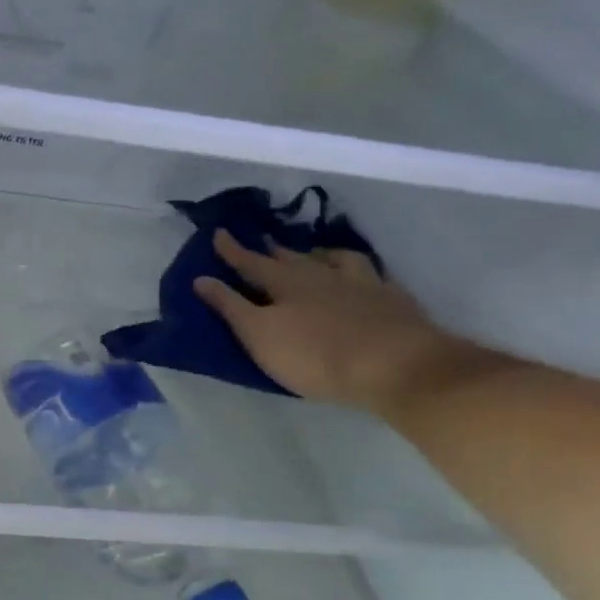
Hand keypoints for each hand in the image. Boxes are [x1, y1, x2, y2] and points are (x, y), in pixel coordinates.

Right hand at [195, 230, 472, 414]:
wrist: (398, 366)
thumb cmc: (316, 355)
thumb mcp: (259, 335)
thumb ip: (230, 307)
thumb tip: (201, 279)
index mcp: (286, 283)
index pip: (251, 262)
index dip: (233, 250)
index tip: (218, 232)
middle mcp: (322, 275)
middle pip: (292, 258)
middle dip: (273, 250)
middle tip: (264, 242)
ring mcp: (362, 284)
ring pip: (336, 259)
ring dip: (319, 254)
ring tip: (313, 253)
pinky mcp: (393, 300)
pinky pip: (372, 274)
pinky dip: (359, 270)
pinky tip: (362, 275)